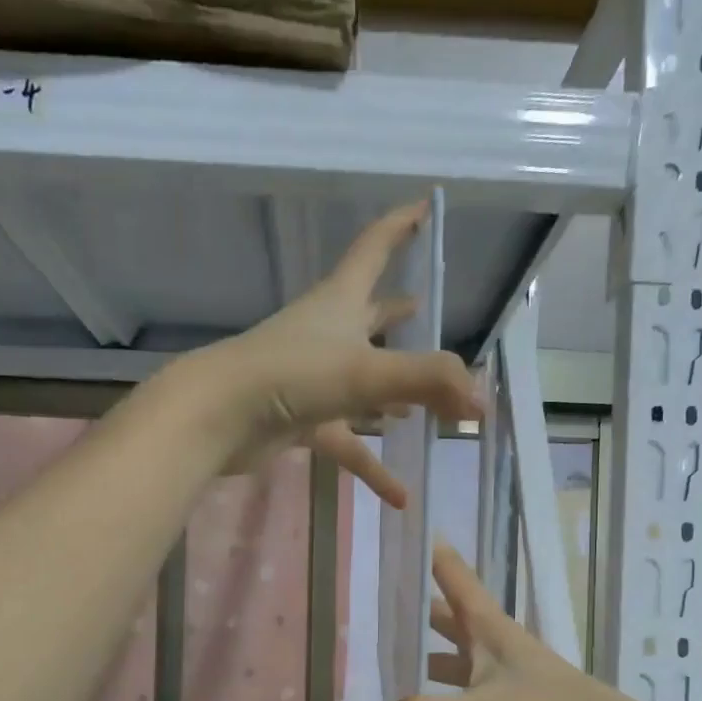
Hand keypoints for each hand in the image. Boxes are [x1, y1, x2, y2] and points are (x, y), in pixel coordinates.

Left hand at [187, 200, 479, 506]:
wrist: (219, 418)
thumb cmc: (291, 375)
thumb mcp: (366, 371)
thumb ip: (429, 382)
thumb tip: (482, 402)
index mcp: (341, 303)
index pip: (374, 248)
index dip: (400, 225)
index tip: (426, 207)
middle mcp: (328, 334)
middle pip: (371, 316)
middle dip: (400, 315)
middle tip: (431, 314)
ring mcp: (314, 379)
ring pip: (365, 384)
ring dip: (396, 394)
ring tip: (431, 405)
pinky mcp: (303, 420)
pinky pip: (349, 442)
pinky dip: (373, 466)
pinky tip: (401, 494)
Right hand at [364, 543, 638, 700]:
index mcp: (488, 626)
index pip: (450, 573)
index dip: (425, 548)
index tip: (393, 528)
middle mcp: (492, 643)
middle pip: (445, 616)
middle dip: (411, 609)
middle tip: (368, 606)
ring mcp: (500, 675)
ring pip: (451, 657)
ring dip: (421, 657)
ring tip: (380, 663)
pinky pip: (460, 695)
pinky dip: (437, 699)